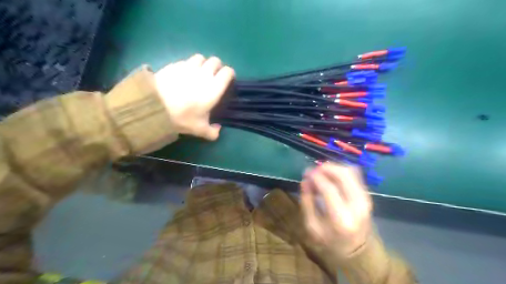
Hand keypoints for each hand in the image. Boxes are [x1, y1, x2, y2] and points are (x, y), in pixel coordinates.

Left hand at [154, 53, 234, 140]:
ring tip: (198, 73)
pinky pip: (185, 61)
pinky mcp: (174, 65)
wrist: (154, 106)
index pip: (228, 72)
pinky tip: (182, 75)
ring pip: (200, 58)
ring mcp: (188, 67)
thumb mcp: (199, 129)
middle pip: (215, 61)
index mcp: (214, 88)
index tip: (228, 80)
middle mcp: (204, 74)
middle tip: (213, 76)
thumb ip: (212, 132)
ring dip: (202, 64)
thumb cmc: (182, 117)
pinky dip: (187, 66)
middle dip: (217, 67)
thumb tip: (218, 130)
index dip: (229, 74)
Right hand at [299, 161, 370, 257]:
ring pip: (351, 172)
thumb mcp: (312, 226)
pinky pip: (355, 175)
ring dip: (334, 168)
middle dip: (327, 167)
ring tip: (322, 171)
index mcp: (341, 218)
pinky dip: (342, 171)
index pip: (329, 188)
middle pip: (344, 175)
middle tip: (315, 168)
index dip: (316, 177)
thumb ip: (307, 202)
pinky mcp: (367, 195)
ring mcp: (365, 199)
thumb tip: (305, 180)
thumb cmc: (330, 240)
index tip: (306, 172)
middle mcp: (357, 206)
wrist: (357, 250)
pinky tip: (332, 175)